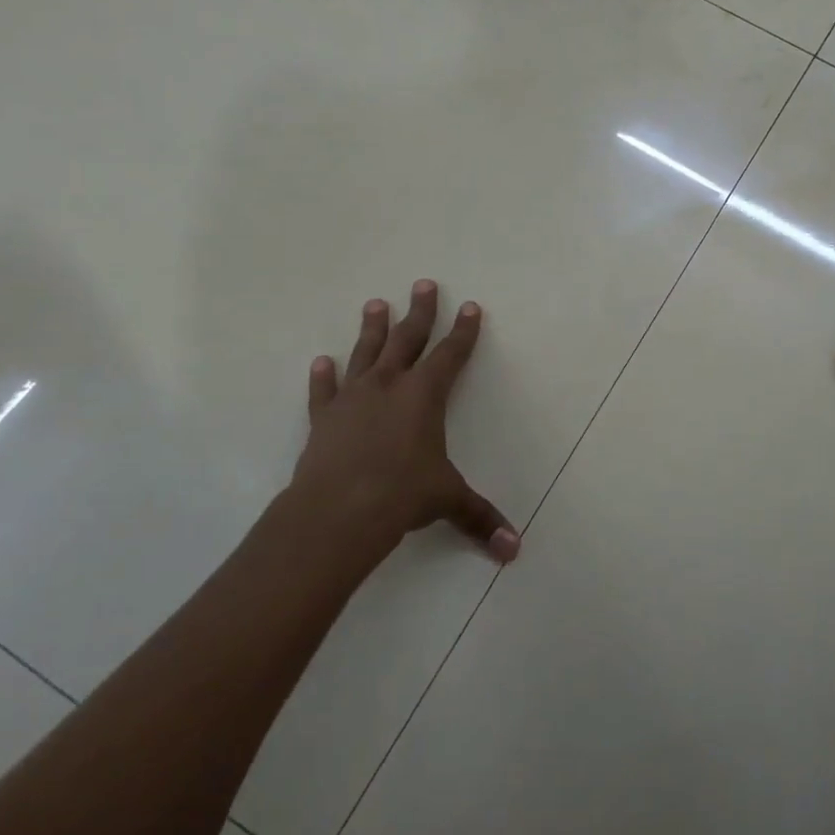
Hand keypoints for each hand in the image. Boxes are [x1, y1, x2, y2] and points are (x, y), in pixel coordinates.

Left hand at [273, 281, 518, 564]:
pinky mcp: (324, 419)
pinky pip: (324, 391)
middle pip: (408, 339)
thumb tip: (514, 550)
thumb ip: (480, 518)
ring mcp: (353, 398)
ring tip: (374, 303)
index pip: (451, 354)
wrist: (338, 511)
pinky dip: (322, 377)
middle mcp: (389, 386)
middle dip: (420, 312)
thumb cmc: (402, 495)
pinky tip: (320, 362)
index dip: (463, 331)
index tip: (470, 306)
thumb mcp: (447, 501)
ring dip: (372, 328)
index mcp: (425, 395)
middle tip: (423, 284)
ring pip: (365, 353)